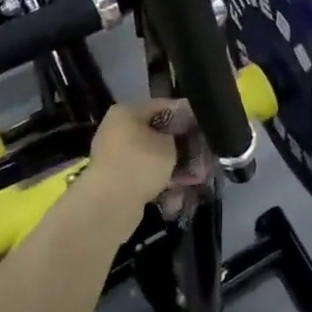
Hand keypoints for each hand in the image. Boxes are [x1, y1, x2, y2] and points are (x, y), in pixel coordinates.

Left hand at [86, 99, 210, 217]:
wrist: (109, 205)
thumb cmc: (140, 163)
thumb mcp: (168, 143)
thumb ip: (178, 135)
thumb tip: (181, 135)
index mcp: (126, 112)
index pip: (162, 106)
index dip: (185, 115)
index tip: (202, 125)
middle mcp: (117, 129)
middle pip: (155, 132)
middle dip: (178, 144)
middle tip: (200, 153)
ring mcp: (114, 156)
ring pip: (150, 156)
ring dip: (171, 165)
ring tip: (193, 176)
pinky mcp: (115, 179)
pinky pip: (143, 174)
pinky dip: (159, 179)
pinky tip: (178, 190)